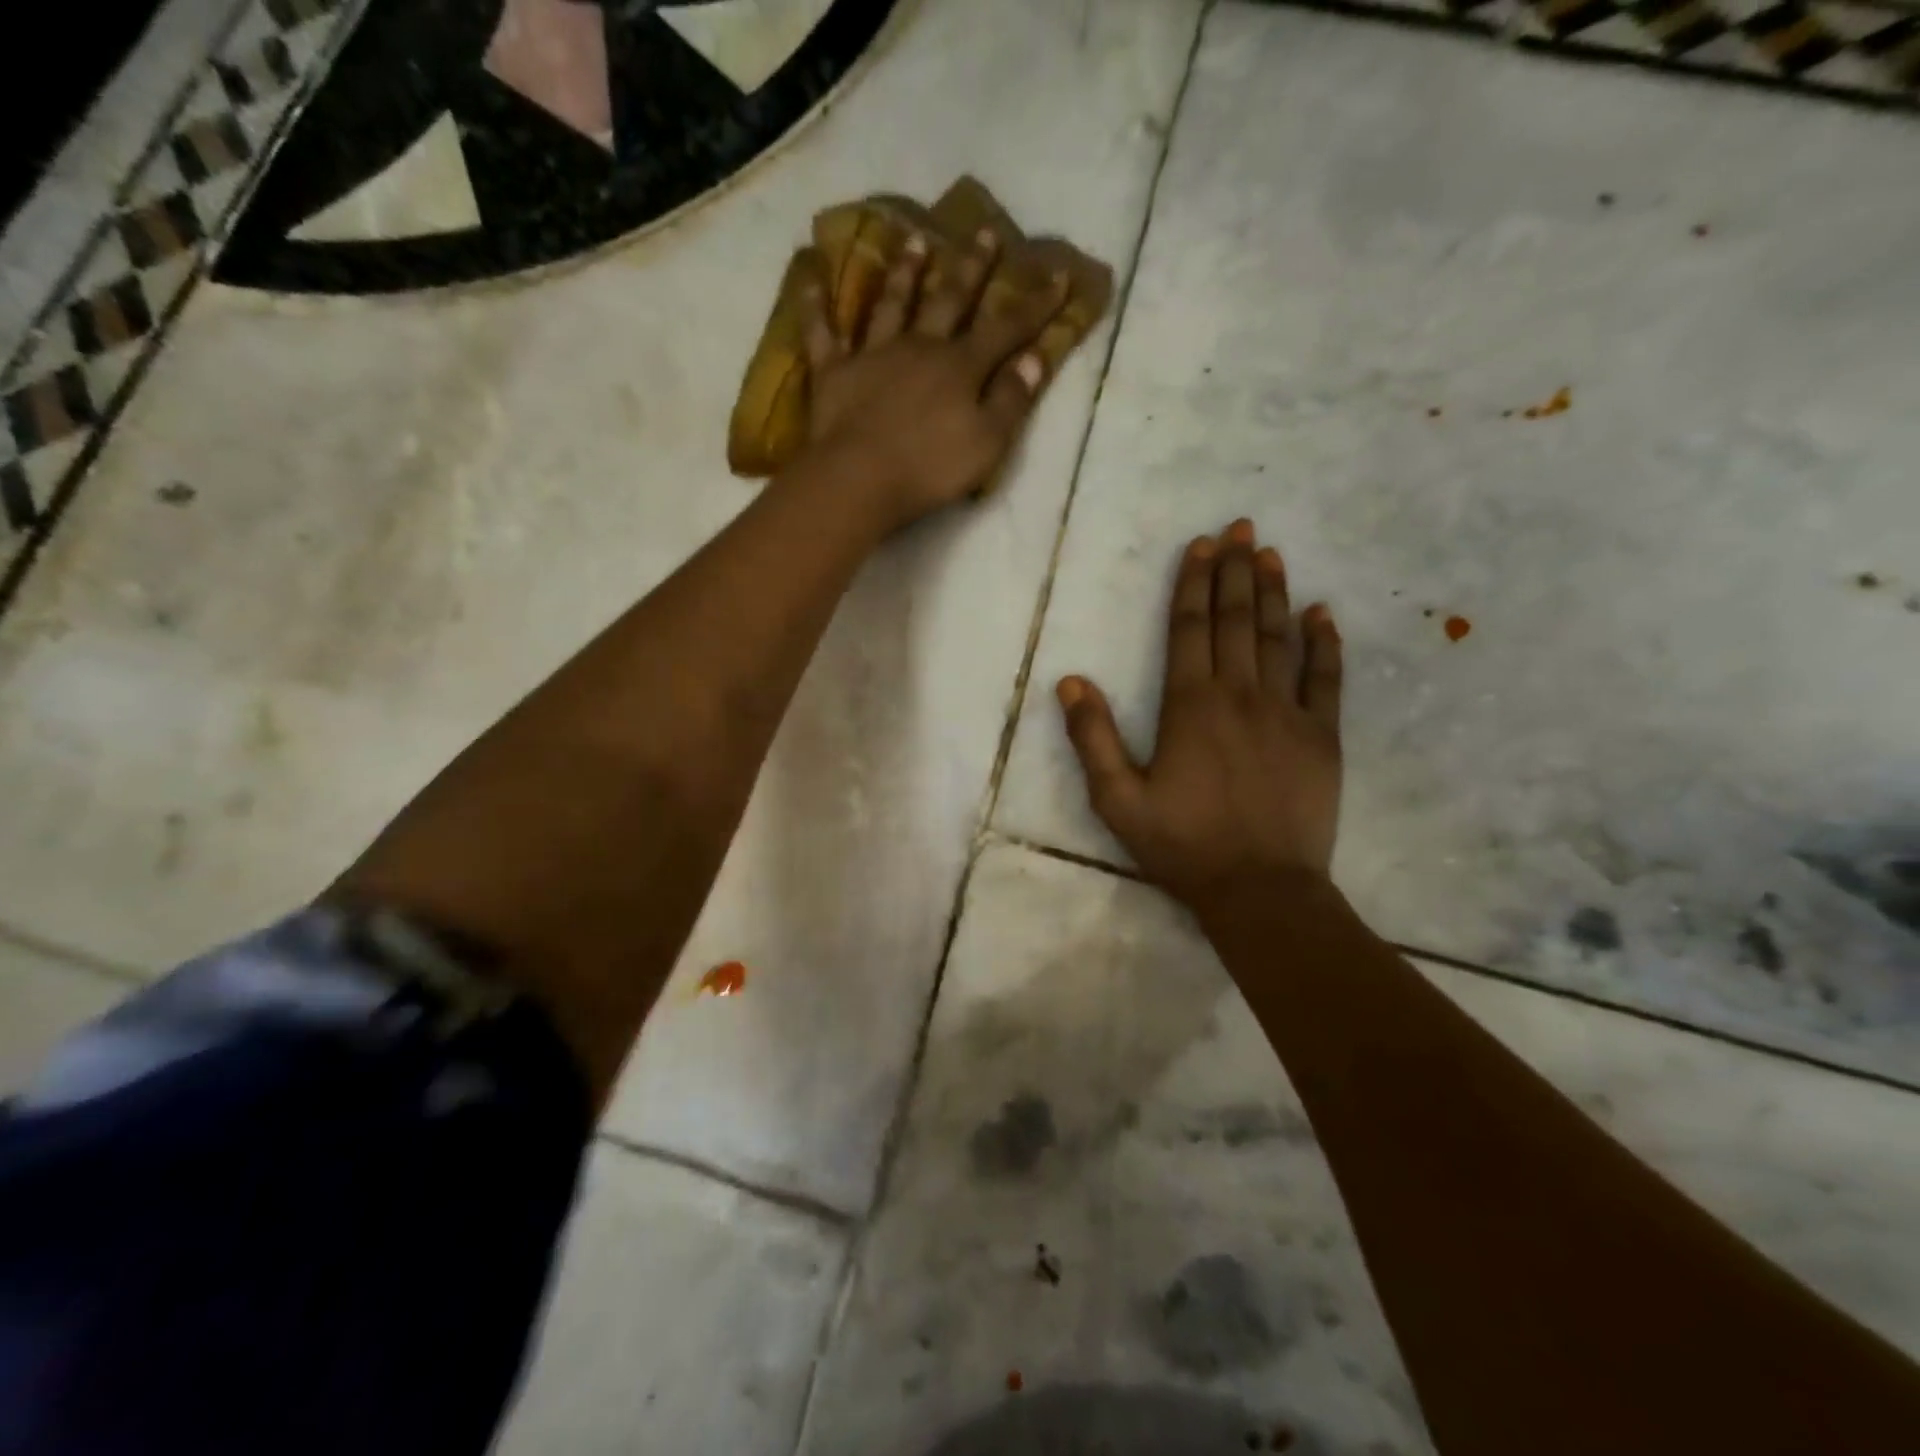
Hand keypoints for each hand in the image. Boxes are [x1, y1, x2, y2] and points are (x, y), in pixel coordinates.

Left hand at [797, 228, 1068, 531]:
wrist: (860, 479)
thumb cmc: (930, 468)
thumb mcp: (988, 442)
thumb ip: (1012, 399)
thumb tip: (1035, 358)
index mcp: (960, 367)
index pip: (1006, 328)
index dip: (1035, 304)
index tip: (1058, 275)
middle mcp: (920, 347)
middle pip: (949, 299)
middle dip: (971, 267)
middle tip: (985, 231)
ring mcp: (874, 355)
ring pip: (892, 303)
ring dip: (905, 271)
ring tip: (915, 239)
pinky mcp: (834, 372)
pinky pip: (823, 332)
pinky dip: (817, 306)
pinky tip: (812, 278)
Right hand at [1056, 519, 1343, 911]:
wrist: (1261, 890)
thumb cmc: (1183, 846)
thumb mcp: (1118, 800)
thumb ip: (1094, 738)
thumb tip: (1072, 681)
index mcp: (1190, 706)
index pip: (1189, 629)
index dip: (1193, 584)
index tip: (1201, 545)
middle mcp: (1240, 695)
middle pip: (1235, 620)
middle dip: (1235, 571)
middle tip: (1241, 528)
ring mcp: (1286, 713)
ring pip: (1279, 638)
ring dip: (1273, 593)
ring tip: (1271, 554)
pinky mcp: (1322, 737)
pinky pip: (1326, 679)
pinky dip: (1325, 644)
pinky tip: (1323, 613)